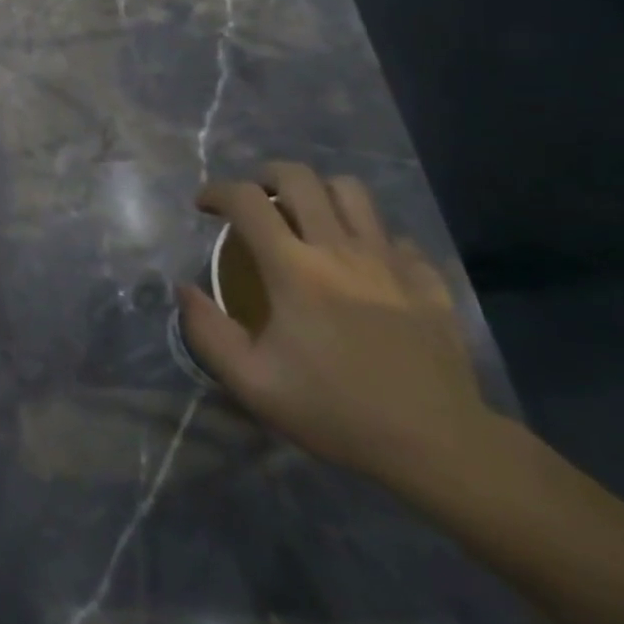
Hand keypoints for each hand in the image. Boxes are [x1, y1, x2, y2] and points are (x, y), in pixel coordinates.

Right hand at [177, 162, 492, 492]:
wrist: (438, 446)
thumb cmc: (336, 411)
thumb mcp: (253, 383)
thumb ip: (208, 331)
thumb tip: (184, 288)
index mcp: (294, 268)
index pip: (246, 200)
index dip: (217, 191)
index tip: (204, 206)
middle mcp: (339, 248)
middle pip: (299, 177)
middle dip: (266, 176)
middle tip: (254, 203)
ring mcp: (388, 259)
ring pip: (351, 191)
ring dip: (319, 193)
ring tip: (306, 218)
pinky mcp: (425, 279)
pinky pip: (395, 236)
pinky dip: (371, 238)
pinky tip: (363, 265)